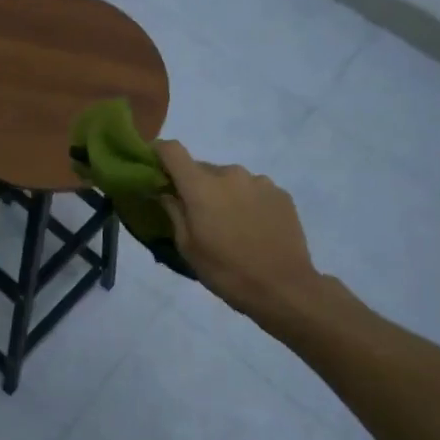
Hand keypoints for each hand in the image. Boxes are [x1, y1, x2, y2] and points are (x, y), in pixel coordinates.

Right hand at [155, 140, 323, 321]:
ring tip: (231, 225)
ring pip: (230, 180)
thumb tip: (166, 192)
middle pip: (202, 168)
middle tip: (197, 214)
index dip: (159, 152)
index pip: (172, 150)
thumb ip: (174, 212)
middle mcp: (230, 174)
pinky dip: (247, 202)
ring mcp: (259, 181)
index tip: (155, 167)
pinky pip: (253, 190)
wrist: (284, 288)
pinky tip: (254, 228)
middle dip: (195, 185)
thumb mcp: (188, 247)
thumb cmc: (226, 271)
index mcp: (201, 186)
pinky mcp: (281, 193)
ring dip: (223, 194)